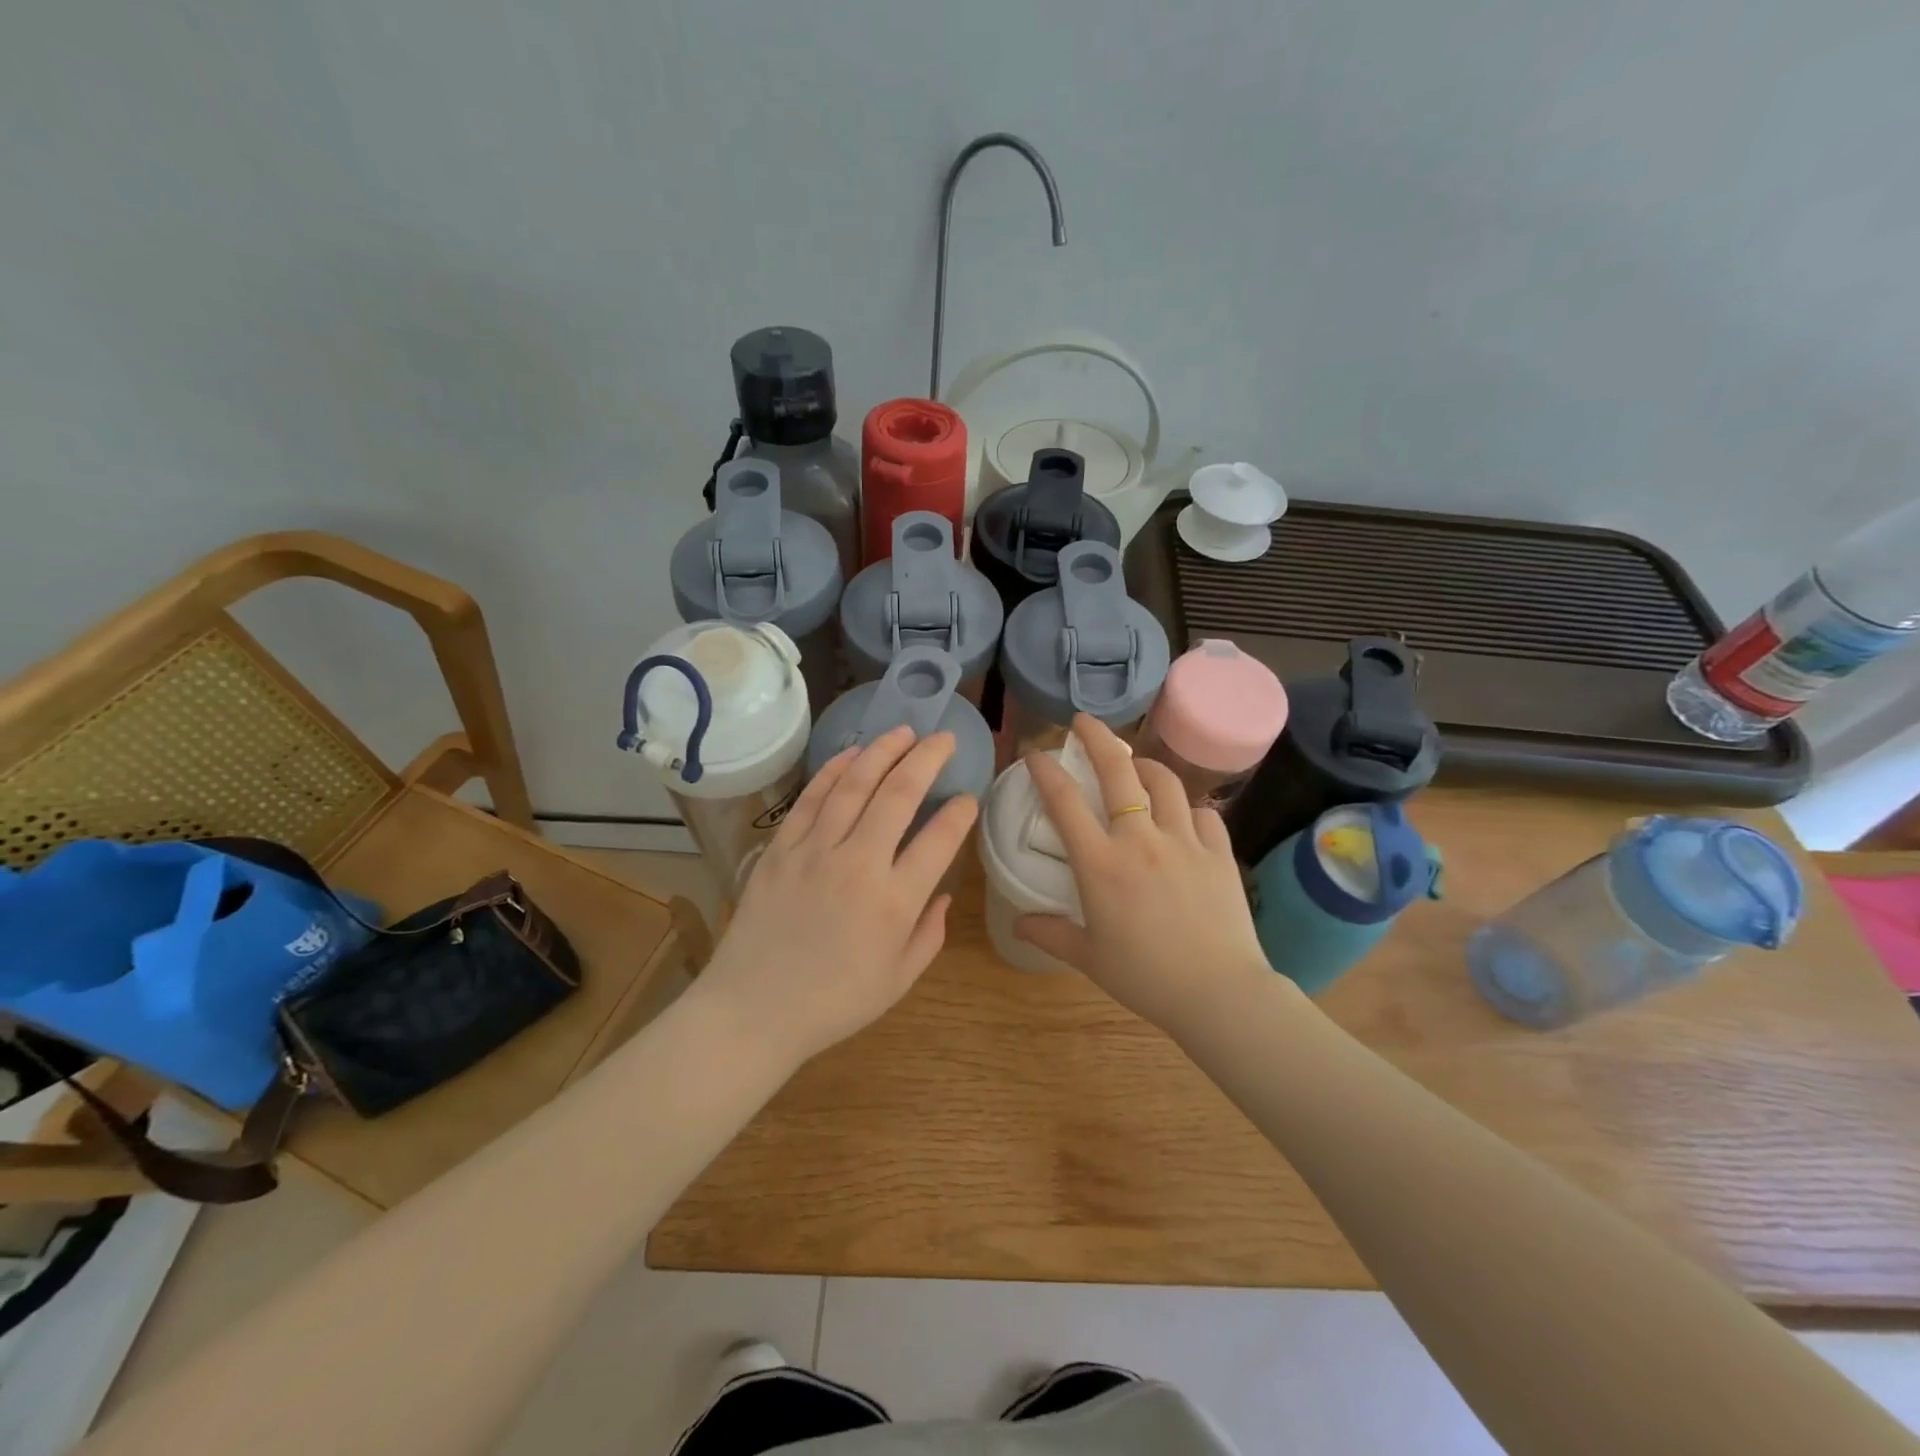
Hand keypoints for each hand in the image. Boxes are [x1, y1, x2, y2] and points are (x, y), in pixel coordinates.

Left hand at [695, 725, 978, 1066]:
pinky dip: (834, 770)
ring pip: (854, 785)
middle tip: (943, 739)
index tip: (968, 798)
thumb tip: (944, 895)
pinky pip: (811, 798)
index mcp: (895, 901)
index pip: (939, 839)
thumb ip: (930, 934)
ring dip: (883, 752)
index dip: (960, 812)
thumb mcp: (898, 980)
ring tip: (903, 732)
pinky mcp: (781, 848)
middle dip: (927, 759)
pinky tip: (853, 753)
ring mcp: (815, 851)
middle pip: (899, 794)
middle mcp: (859, 864)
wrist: (754, 1010)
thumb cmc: (834, 1002)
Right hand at [1015, 715, 1273, 1039]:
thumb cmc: (1145, 977)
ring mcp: (1184, 840)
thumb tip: (1018, 923)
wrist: (1219, 993)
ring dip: (1143, 765)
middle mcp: (1140, 839)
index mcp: (1101, 863)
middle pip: (1116, 769)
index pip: (1064, 801)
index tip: (1035, 753)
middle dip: (1095, 737)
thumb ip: (1050, 933)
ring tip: (1134, 765)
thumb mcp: (1089, 958)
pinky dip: (1187, 809)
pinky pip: (1202, 813)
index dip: (1045, 770)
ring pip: (1163, 781)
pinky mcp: (1218, 851)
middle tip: (1082, 721)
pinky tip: (1182, 818)